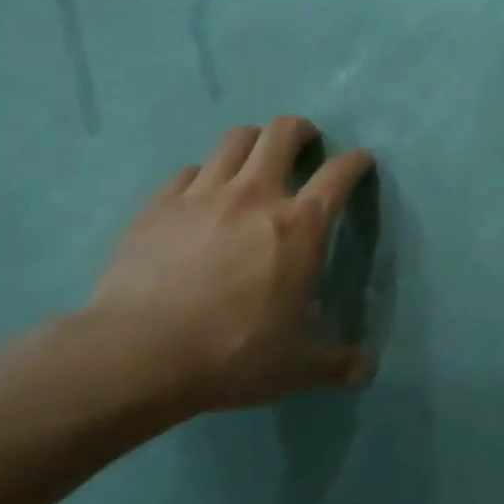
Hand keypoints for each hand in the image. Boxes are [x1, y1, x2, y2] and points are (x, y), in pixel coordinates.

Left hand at [87, 117, 376, 414]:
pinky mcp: (159, 206)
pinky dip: (204, 174)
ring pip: (235, 139)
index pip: (339, 174)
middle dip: (300, 131)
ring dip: (253, 142)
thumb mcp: (295, 366)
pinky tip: (201, 196)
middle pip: (283, 132)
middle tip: (304, 145)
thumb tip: (366, 372)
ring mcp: (202, 195)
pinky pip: (188, 170)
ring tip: (255, 160)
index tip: (360, 162)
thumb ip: (335, 363)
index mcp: (300, 226)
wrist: (137, 355)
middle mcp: (256, 195)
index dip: (356, 162)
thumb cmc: (232, 353)